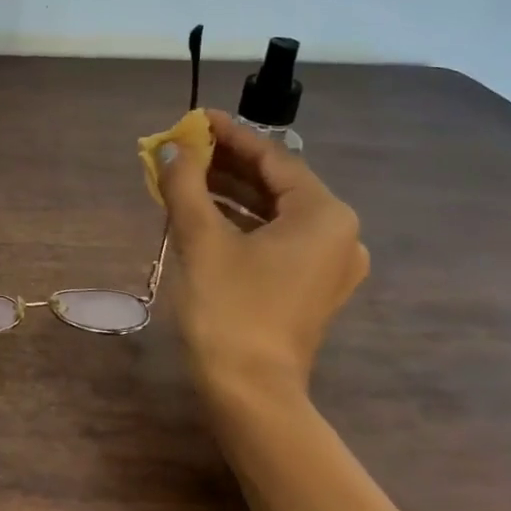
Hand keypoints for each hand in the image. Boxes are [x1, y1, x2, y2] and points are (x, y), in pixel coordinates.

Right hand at [157, 110, 368, 400]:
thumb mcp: (201, 240)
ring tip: (186, 176)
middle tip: (184, 148)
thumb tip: (172, 148)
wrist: (250, 391)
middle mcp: (338, 233)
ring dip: (230, 193)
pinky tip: (204, 214)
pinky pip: (276, 237)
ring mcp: (328, 263)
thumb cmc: (229, 309)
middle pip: (277, 183)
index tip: (195, 119)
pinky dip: (241, 222)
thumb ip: (185, 185)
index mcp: (324, 214)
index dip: (230, 135)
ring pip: (275, 211)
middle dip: (228, 164)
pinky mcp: (311, 286)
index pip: (273, 158)